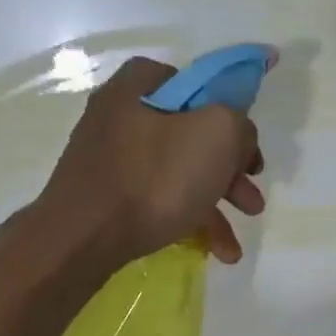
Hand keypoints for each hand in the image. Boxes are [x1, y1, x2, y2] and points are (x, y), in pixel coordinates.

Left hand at [36, 56, 265, 267]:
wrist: (83, 238)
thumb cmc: (153, 178)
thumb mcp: (217, 134)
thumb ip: (240, 125)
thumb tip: (238, 139)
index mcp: (141, 85)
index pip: (197, 85)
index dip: (230, 114)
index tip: (246, 149)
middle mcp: (121, 113)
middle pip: (191, 135)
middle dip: (230, 173)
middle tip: (252, 201)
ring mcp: (110, 157)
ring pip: (178, 173)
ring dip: (215, 206)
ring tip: (235, 245)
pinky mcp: (106, 195)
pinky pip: (157, 199)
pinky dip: (188, 220)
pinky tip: (215, 251)